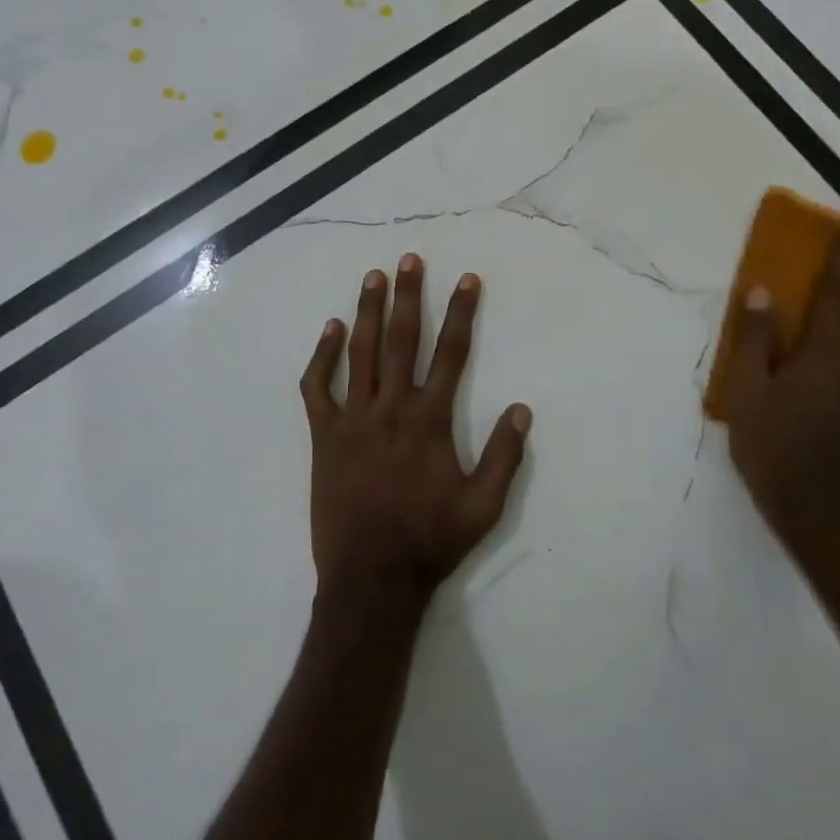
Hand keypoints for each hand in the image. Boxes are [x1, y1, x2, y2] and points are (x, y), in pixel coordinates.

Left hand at [301, 254, 531, 603]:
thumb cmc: (430, 542)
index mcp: (429, 421)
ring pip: (362, 353)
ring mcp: (353, 419)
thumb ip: (504, 457)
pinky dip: (323, 356)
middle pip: (403, 340)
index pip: (452, 354)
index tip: (468, 279)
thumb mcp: (483, 508)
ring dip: (369, 312)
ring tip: (374, 277)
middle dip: (410, 296)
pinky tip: (331, 329)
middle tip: (411, 259)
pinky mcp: (324, 435)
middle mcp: (391, 408)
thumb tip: (522, 409)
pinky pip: (318, 387)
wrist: (370, 580)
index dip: (462, 314)